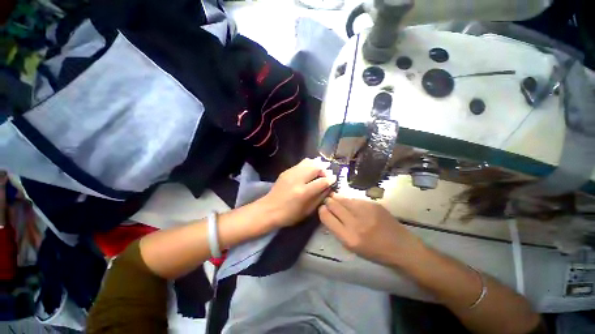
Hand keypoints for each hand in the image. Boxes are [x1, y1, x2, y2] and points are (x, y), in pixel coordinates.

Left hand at [259, 158, 335, 227]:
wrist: (269, 209)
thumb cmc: (289, 215)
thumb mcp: (308, 210)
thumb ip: (319, 197)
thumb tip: (329, 187)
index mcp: (303, 192)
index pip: (322, 181)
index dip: (330, 179)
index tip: (334, 178)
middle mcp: (297, 180)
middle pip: (315, 168)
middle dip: (324, 169)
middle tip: (327, 173)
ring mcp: (290, 173)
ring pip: (308, 162)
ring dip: (317, 164)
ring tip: (321, 168)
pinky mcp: (286, 171)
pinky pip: (300, 164)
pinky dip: (308, 164)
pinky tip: (310, 168)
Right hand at [318, 193, 424, 267]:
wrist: (401, 246)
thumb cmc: (374, 251)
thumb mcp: (352, 246)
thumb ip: (338, 229)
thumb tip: (327, 212)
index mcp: (348, 238)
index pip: (326, 217)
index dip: (322, 210)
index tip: (322, 208)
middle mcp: (355, 223)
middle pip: (333, 205)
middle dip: (328, 201)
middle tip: (328, 201)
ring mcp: (365, 211)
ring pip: (343, 198)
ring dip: (337, 198)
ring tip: (336, 198)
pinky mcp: (373, 204)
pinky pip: (354, 198)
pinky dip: (349, 199)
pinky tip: (350, 202)